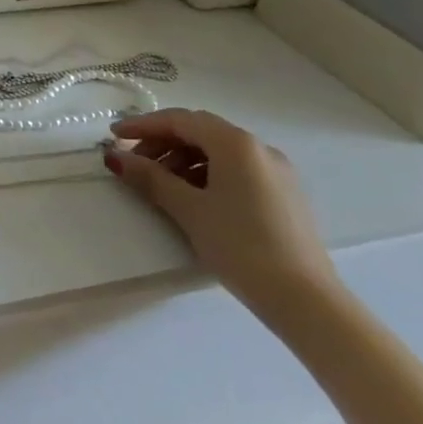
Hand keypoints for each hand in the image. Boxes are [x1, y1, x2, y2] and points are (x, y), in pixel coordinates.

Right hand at [105, 109, 334, 316]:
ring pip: (218, 151)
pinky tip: (193, 198)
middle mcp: (258, 148)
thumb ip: (150, 178)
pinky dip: (207, 174)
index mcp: (236, 143)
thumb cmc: (241, 246)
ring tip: (160, 184)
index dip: (143, 126)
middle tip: (135, 162)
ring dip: (184, 160)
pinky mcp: (284, 195)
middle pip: (200, 132)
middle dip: (163, 142)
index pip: (179, 120)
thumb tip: (115, 157)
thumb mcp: (189, 209)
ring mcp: (276, 172)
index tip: (114, 137)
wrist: (308, 303)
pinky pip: (237, 170)